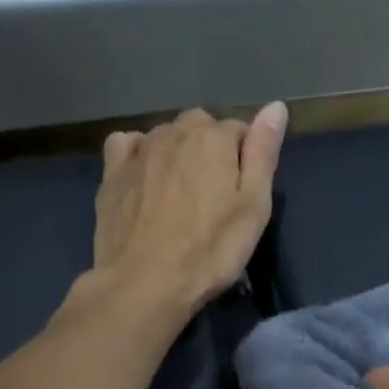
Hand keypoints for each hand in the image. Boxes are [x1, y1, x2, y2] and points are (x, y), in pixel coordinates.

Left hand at [91, 104, 286, 314]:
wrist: (144, 283)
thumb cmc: (210, 250)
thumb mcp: (254, 207)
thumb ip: (264, 153)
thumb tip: (276, 106)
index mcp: (214, 136)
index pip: (240, 131)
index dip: (245, 162)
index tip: (242, 196)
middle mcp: (174, 131)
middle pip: (201, 129)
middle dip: (211, 152)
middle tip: (213, 198)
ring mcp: (138, 150)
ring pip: (166, 137)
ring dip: (177, 154)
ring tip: (181, 196)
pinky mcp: (112, 173)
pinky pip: (127, 145)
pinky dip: (138, 153)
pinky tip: (144, 177)